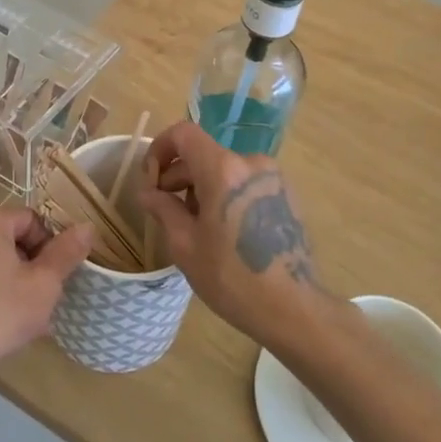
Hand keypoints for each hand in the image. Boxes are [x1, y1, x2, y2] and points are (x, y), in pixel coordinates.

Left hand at [0, 207, 92, 389]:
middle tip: (40, 300)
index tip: (53, 280)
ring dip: (10, 281)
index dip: (49, 249)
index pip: (32, 221)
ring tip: (21, 316)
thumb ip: (67, 252)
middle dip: (29, 266)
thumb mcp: (44, 285)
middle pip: (9, 239)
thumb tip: (87, 227)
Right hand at [137, 122, 324, 338]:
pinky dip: (227, 195)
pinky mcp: (286, 194)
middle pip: (204, 154)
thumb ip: (163, 208)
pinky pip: (246, 183)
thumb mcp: (185, 245)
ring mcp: (273, 177)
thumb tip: (148, 192)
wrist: (292, 308)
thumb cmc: (231, 277)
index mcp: (223, 169)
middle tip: (165, 210)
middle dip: (179, 177)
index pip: (184, 134)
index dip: (160, 149)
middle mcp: (251, 163)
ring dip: (203, 188)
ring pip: (225, 170)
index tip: (151, 179)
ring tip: (196, 227)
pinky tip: (224, 231)